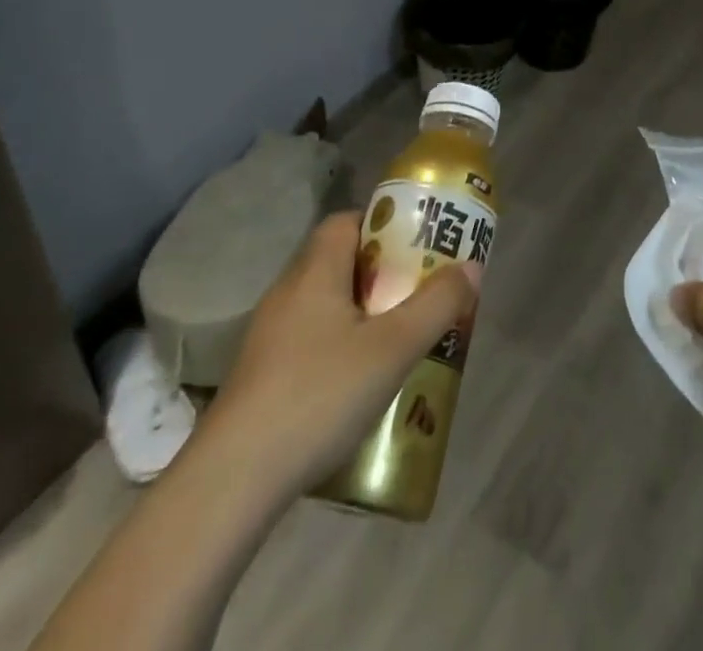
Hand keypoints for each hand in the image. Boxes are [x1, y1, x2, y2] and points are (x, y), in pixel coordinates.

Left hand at [204, 211, 478, 499]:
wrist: (232, 481)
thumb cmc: (319, 394)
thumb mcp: (393, 348)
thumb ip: (437, 304)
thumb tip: (470, 266)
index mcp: (315, 270)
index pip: (347, 221)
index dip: (384, 225)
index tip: (417, 249)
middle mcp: (288, 292)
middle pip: (340, 262)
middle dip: (383, 274)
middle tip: (419, 296)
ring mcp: (269, 336)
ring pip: (326, 305)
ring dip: (362, 314)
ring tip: (398, 342)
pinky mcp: (261, 375)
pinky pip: (310, 340)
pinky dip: (339, 348)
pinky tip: (359, 386)